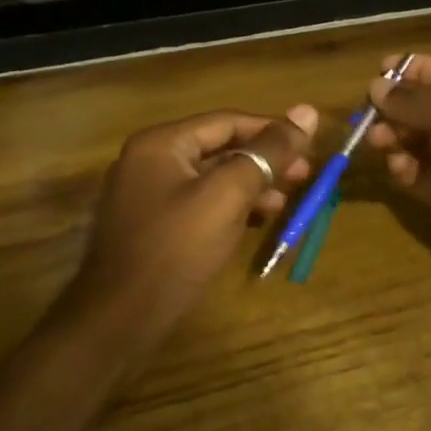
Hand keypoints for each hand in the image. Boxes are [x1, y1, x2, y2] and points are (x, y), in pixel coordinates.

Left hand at [74, 106, 318, 334]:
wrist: (120, 319)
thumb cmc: (177, 248)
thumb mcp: (228, 195)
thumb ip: (268, 152)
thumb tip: (307, 111)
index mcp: (161, 143)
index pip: (227, 121)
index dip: (272, 130)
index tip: (309, 145)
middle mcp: (150, 160)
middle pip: (219, 148)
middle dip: (263, 161)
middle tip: (304, 175)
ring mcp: (147, 194)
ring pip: (211, 177)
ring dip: (251, 185)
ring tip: (285, 202)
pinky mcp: (152, 224)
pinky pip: (199, 202)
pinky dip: (230, 206)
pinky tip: (256, 221)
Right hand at [366, 55, 430, 317]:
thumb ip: (421, 102)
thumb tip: (375, 86)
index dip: (417, 69)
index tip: (378, 69)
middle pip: (429, 108)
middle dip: (398, 106)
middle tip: (367, 113)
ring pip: (418, 141)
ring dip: (394, 136)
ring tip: (376, 141)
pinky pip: (417, 174)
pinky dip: (403, 168)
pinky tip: (398, 170)